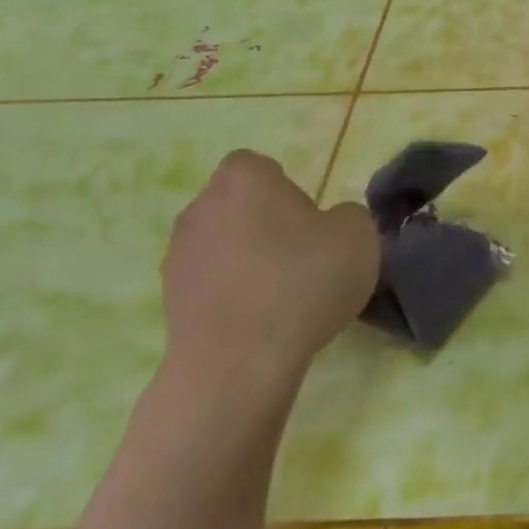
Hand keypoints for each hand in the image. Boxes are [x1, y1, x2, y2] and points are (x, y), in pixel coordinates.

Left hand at [159, 151, 380, 406]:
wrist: (239, 361)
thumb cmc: (302, 281)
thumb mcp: (358, 236)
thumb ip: (347, 217)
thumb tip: (330, 224)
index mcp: (243, 178)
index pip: (262, 167)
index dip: (289, 191)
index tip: (313, 223)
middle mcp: (201, 207)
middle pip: (240, 206)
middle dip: (268, 226)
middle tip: (305, 258)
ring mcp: (178, 255)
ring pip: (224, 246)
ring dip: (249, 262)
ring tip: (285, 298)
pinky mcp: (170, 301)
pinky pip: (213, 285)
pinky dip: (234, 297)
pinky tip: (263, 323)